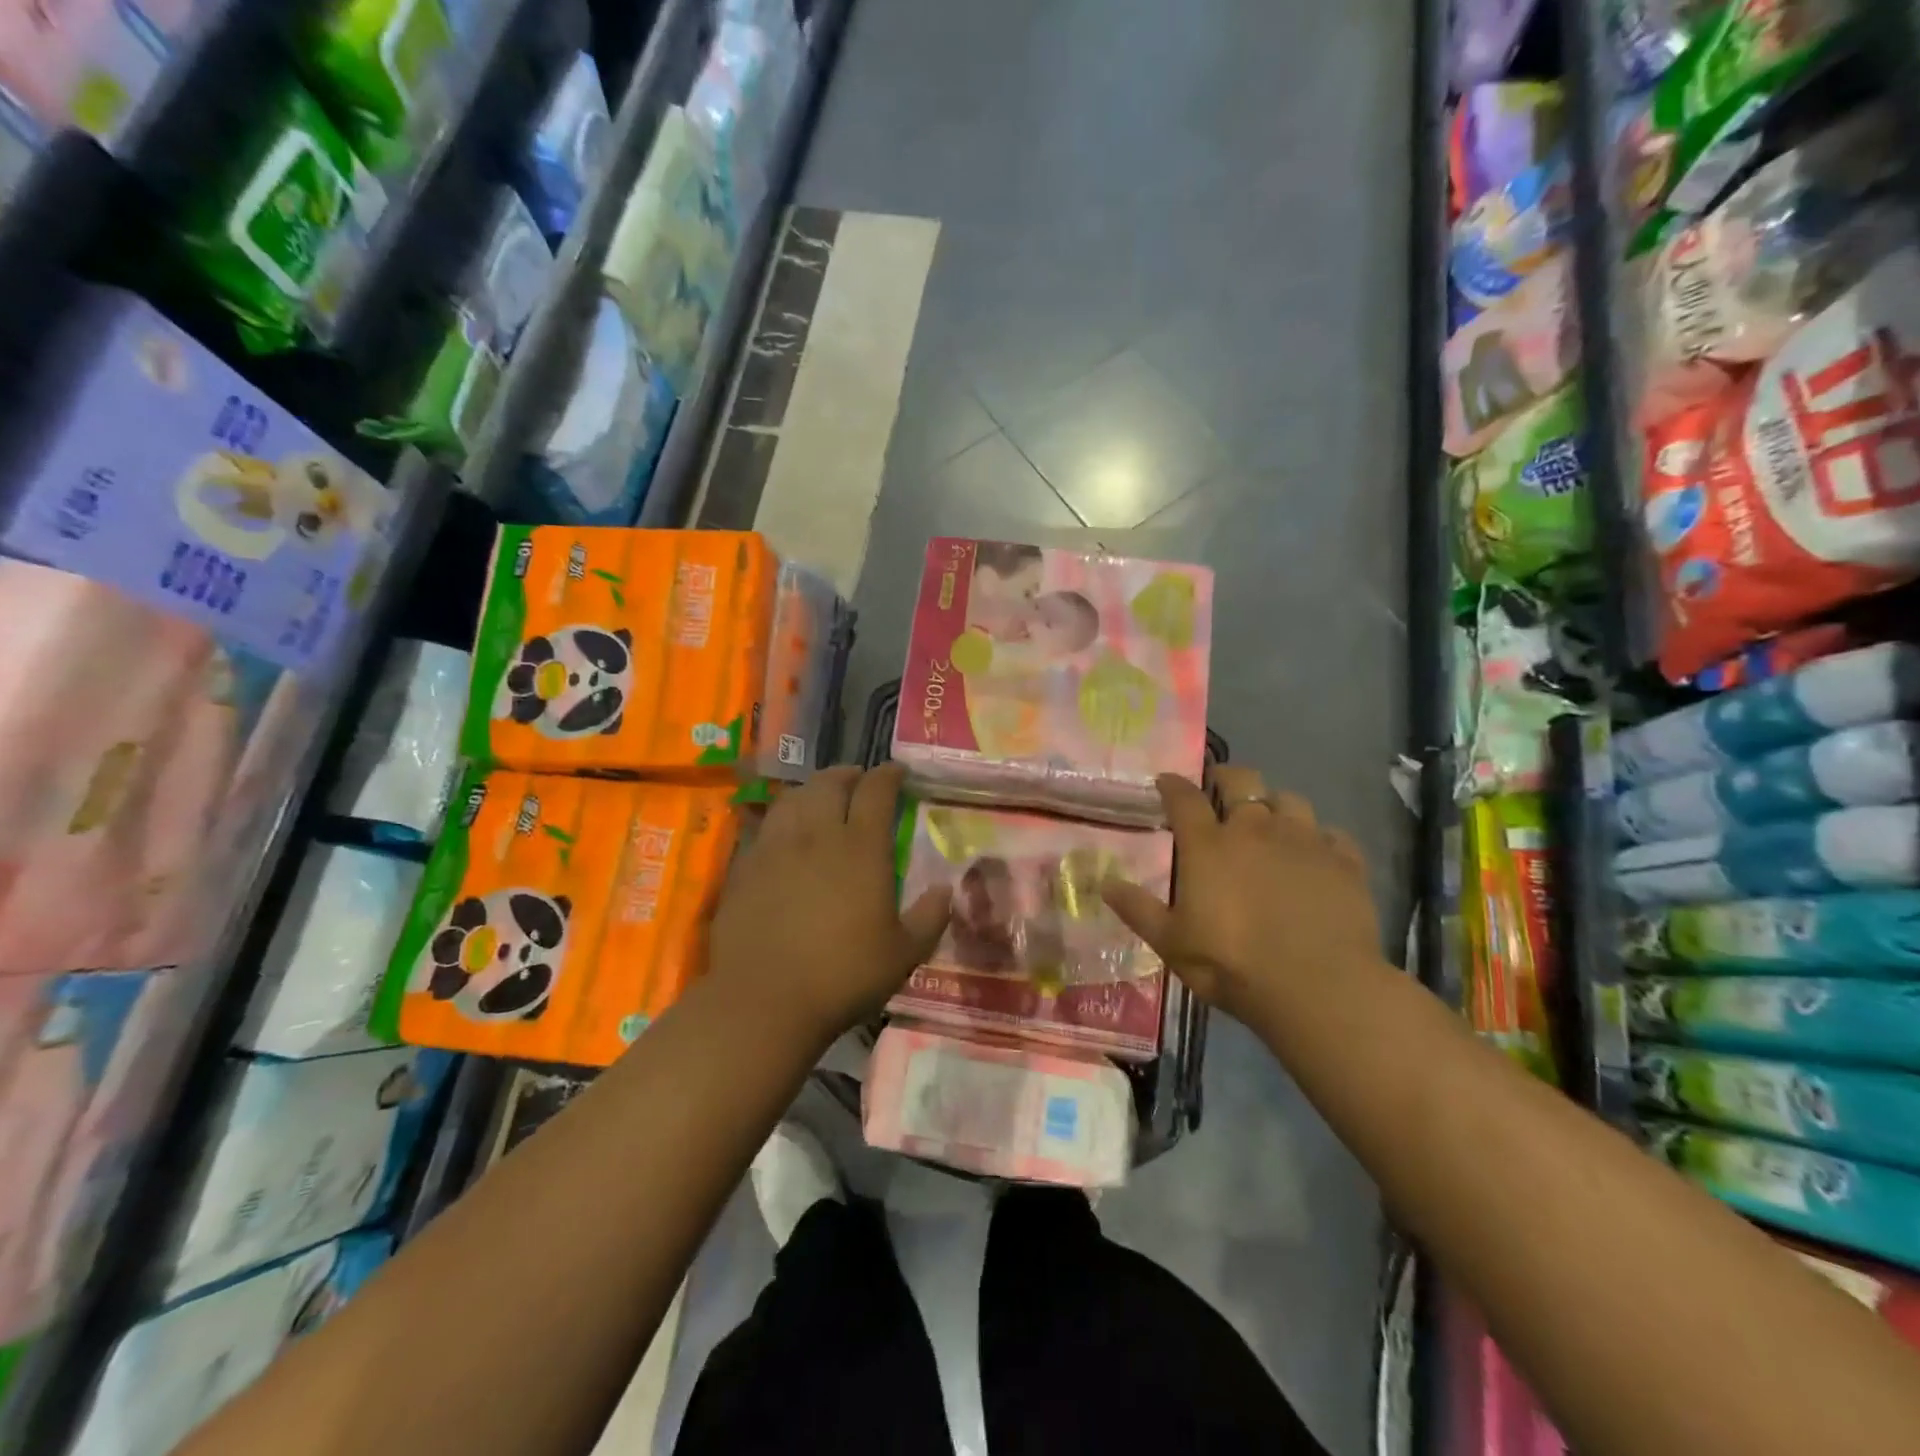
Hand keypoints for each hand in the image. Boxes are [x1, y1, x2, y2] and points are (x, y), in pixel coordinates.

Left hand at [706, 765, 950, 1046]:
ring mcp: (775, 847)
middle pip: (830, 783)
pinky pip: (765, 825)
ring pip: (793, 797)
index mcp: (860, 848)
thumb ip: (930, 917)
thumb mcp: (903, 954)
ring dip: (812, 789)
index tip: (898, 772)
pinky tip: (785, 834)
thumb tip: (947, 889)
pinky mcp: (744, 866)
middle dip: (848, 774)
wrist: (763, 1001)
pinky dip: (782, 817)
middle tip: (859, 780)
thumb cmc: (842, 976)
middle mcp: (816, 835)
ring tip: (820, 797)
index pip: (876, 791)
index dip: (889, 775)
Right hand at [1101, 767, 1381, 1026]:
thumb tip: (1104, 883)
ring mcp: (1304, 841)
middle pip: (1242, 780)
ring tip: (1272, 822)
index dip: (1172, 785)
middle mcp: (1255, 829)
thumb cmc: (1232, 964)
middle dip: (1228, 777)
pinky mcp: (1345, 861)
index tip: (1165, 781)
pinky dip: (1321, 839)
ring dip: (1275, 805)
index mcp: (1209, 845)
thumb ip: (1138, 909)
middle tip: (1221, 788)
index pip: (1184, 798)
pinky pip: (1332, 835)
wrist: (1319, 987)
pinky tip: (1317, 856)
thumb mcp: (1172, 943)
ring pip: (1290, 800)